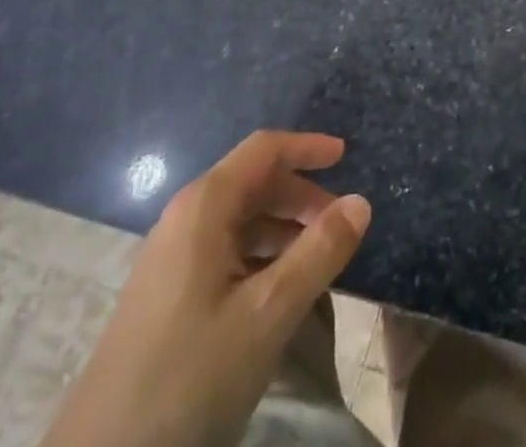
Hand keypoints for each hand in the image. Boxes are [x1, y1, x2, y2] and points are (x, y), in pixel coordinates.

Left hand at [43, 131, 371, 446]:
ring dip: (282, 228)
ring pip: (239, 219)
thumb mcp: (268, 315)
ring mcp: (170, 257)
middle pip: (253, 181)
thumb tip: (360, 202)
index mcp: (205, 206)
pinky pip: (223, 251)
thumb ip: (319, 253)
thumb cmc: (190, 378)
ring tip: (317, 263)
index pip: (265, 149)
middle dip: (300, 194)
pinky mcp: (164, 294)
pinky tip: (277, 294)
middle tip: (339, 225)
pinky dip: (259, 255)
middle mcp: (184, 218)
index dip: (307, 146)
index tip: (346, 156)